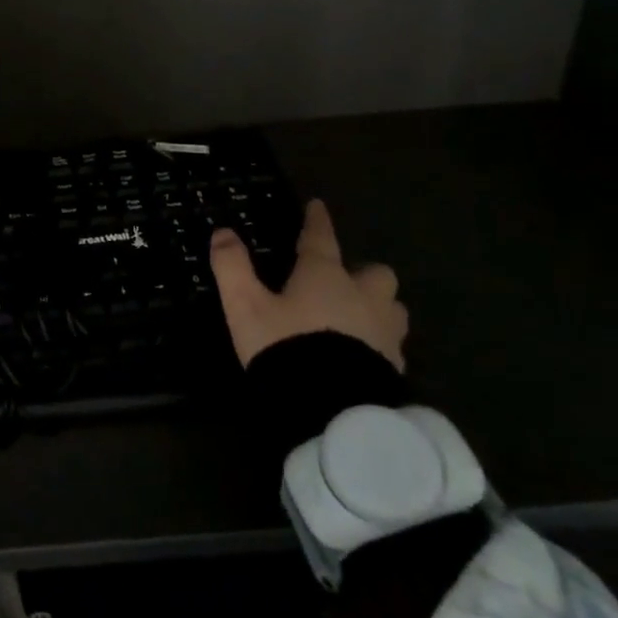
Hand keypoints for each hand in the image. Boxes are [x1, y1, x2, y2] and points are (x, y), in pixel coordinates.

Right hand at [209, 200, 407, 371]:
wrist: (333, 412)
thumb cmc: (287, 348)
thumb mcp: (246, 306)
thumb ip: (232, 267)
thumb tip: (223, 232)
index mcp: (325, 276)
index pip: (321, 238)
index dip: (317, 221)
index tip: (317, 206)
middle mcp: (362, 297)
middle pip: (376, 274)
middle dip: (363, 273)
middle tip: (343, 281)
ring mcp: (384, 334)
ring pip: (392, 308)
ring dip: (378, 307)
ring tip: (358, 318)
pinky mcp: (395, 369)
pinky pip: (392, 345)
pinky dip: (379, 343)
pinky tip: (362, 355)